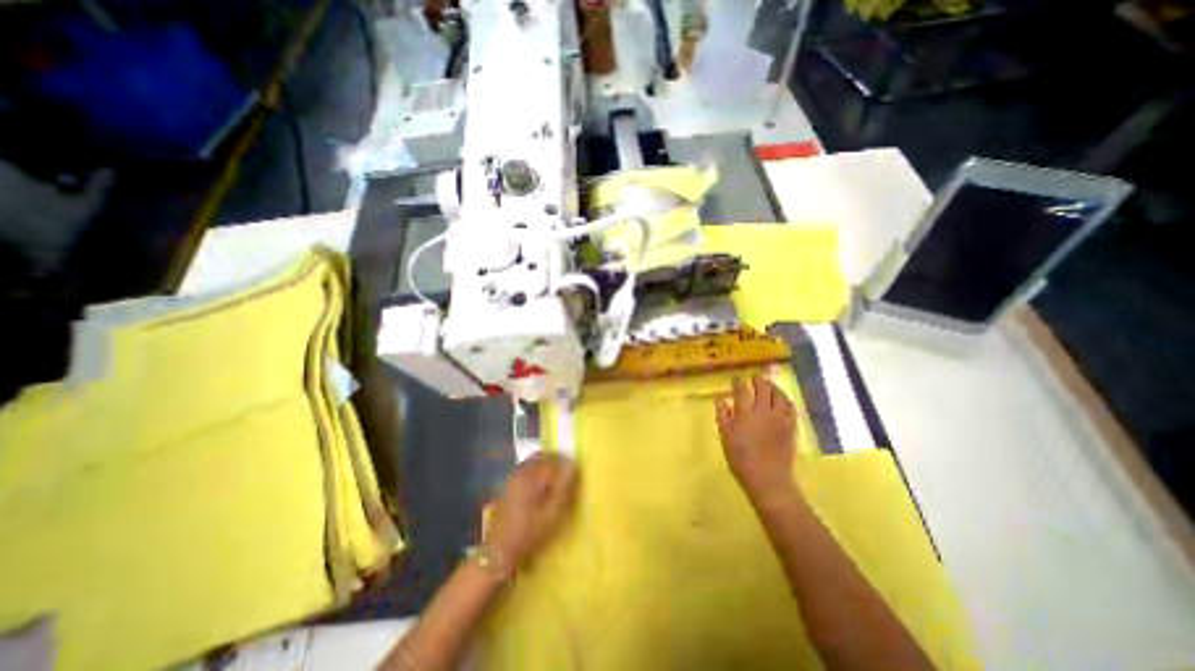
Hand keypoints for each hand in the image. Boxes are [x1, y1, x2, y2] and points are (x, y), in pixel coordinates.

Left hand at [485, 451, 578, 570]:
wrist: (500, 550)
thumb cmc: (529, 531)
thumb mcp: (552, 512)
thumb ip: (563, 486)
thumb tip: (571, 465)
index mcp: (531, 475)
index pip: (551, 458)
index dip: (564, 461)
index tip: (573, 469)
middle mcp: (520, 472)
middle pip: (540, 456)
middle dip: (553, 460)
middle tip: (565, 473)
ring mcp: (511, 478)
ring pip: (531, 462)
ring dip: (544, 466)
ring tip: (554, 480)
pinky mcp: (507, 487)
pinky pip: (524, 471)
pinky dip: (535, 472)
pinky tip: (539, 487)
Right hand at [712, 376, 796, 504]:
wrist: (767, 479)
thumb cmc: (740, 459)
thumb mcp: (725, 437)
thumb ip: (723, 416)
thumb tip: (720, 398)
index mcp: (745, 414)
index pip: (741, 391)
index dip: (738, 382)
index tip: (736, 377)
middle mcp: (763, 412)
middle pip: (763, 388)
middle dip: (759, 379)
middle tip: (756, 375)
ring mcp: (779, 419)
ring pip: (779, 395)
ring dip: (774, 387)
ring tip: (770, 384)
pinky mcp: (790, 427)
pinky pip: (791, 408)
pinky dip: (786, 400)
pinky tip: (783, 400)